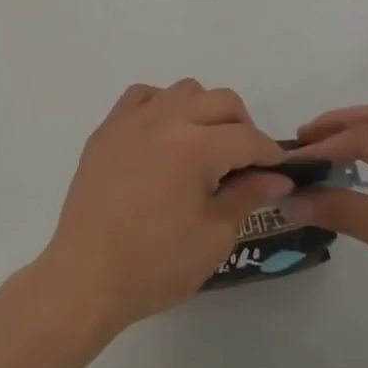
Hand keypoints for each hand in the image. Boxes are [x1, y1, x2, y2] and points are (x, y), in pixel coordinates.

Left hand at [33, 80, 291, 340]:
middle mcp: (166, 118)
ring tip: (204, 148)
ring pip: (184, 90)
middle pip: (221, 101)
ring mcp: (133, 119)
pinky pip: (143, 96)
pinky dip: (162, 106)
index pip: (247, 137)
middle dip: (243, 127)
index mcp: (196, 146)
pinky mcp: (108, 128)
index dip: (270, 154)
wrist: (86, 276)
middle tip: (245, 163)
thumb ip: (247, 195)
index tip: (280, 172)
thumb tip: (276, 177)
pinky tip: (164, 136)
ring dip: (204, 111)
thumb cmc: (156, 264)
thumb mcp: (214, 236)